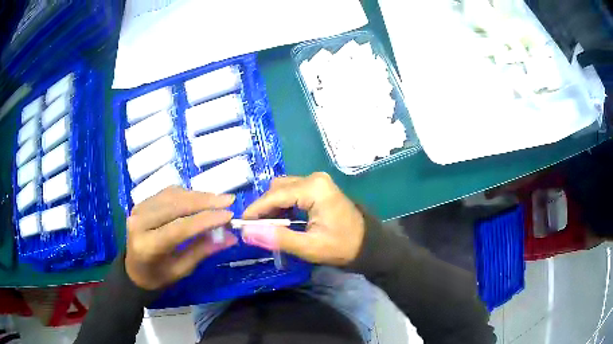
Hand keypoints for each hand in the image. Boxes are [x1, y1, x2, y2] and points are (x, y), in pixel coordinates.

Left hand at [125, 187, 236, 289]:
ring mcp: (138, 209)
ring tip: (218, 200)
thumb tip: (230, 236)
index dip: (206, 219)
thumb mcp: (181, 270)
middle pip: (176, 205)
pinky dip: (186, 194)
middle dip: (205, 201)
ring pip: (172, 195)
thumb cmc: (158, 277)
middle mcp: (139, 222)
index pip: (180, 227)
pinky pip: (167, 193)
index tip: (230, 215)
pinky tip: (199, 199)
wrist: (133, 270)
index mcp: (148, 246)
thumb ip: (203, 250)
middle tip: (229, 200)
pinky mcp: (141, 202)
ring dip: (197, 196)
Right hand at [242, 172, 364, 265]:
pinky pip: (292, 192)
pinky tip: (281, 220)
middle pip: (278, 189)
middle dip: (264, 208)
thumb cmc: (341, 247)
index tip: (240, 224)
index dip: (256, 210)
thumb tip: (246, 232)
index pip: (275, 195)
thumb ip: (277, 238)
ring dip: (272, 206)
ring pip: (283, 189)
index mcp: (314, 188)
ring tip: (267, 226)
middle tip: (255, 229)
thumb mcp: (309, 247)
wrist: (367, 244)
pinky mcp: (318, 187)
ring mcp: (317, 181)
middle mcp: (314, 178)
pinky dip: (282, 204)